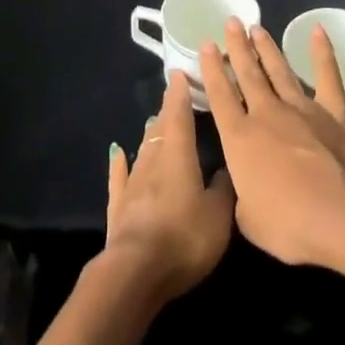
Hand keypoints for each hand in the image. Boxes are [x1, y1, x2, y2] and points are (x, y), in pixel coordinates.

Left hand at [101, 71, 235, 304]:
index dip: (180, 94)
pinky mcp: (119, 206)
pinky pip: (120, 176)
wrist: (136, 270)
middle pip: (160, 129)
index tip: (179, 74)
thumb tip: (227, 168)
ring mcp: (132, 182)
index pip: (179, 115)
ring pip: (143, 149)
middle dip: (168, 111)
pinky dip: (120, 163)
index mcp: (178, 155)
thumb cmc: (184, 237)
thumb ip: (224, 188)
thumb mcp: (218, 215)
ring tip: (155, 121)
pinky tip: (117, 152)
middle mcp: (153, 160)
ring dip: (150, 134)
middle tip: (174, 97)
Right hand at [200, 18, 344, 267]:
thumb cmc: (290, 224)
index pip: (220, 95)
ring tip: (256, 27)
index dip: (211, 69)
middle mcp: (266, 114)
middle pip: (248, 74)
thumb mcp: (249, 219)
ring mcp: (302, 110)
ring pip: (279, 71)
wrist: (343, 216)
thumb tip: (246, 186)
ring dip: (267, 48)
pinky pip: (327, 77)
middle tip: (231, 22)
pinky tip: (318, 31)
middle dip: (237, 47)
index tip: (206, 45)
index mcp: (239, 138)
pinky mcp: (334, 114)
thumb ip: (242, 196)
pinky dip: (322, 53)